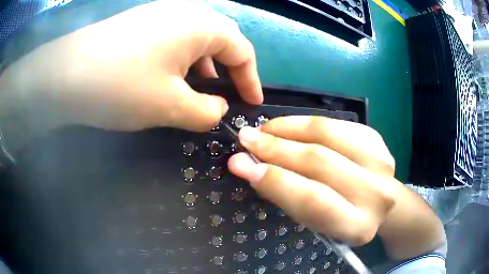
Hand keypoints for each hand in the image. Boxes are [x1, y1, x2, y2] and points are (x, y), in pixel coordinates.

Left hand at [1, 1, 261, 132]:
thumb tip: (219, 110)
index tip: (252, 103)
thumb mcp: (169, 107)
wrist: (64, 74)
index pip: (241, 49)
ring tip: (199, 89)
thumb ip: (205, 112)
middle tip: (228, 94)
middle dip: (229, 68)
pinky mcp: (140, 24)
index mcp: (200, 25)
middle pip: (220, 39)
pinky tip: (169, 77)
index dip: (251, 78)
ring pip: (196, 38)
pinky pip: (173, 39)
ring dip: (203, 64)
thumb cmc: (119, 86)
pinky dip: (180, 59)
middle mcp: (185, 12)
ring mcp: (160, 14)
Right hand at [228, 116, 395, 245]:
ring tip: (263, 129)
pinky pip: (334, 123)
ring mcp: (380, 161)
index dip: (275, 180)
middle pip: (320, 162)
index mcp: (358, 226)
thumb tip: (248, 166)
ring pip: (327, 134)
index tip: (241, 164)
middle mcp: (376, 193)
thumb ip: (286, 195)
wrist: (376, 200)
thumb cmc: (340, 217)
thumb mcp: (314, 221)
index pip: (314, 200)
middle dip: (276, 149)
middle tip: (245, 139)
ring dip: (288, 129)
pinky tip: (285, 126)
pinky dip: (304, 122)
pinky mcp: (376, 138)